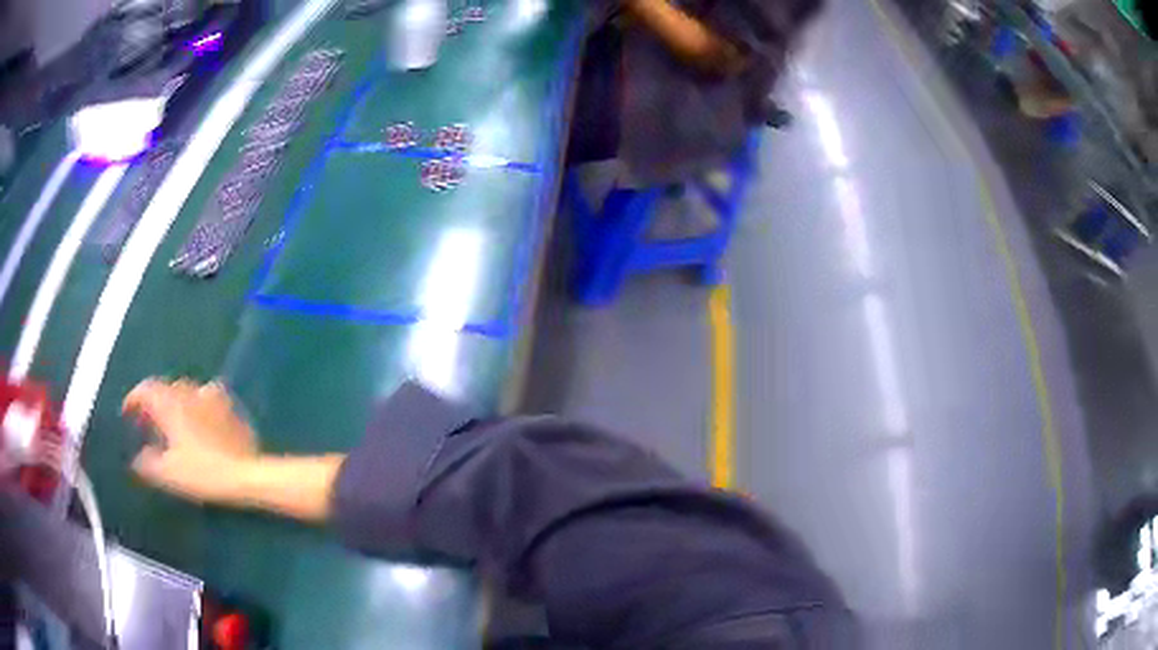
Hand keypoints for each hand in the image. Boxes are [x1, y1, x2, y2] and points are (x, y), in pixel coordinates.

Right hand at [123, 378, 258, 504]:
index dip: (133, 399)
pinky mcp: (231, 406)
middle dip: (154, 403)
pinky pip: (208, 398)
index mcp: (169, 403)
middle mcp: (188, 392)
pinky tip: (200, 421)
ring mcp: (212, 395)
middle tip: (149, 424)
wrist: (246, 474)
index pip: (145, 389)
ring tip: (173, 423)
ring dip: (175, 403)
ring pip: (186, 391)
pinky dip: (198, 406)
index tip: (127, 413)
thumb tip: (136, 459)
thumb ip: (147, 464)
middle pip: (165, 388)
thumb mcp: (168, 474)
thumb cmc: (202, 473)